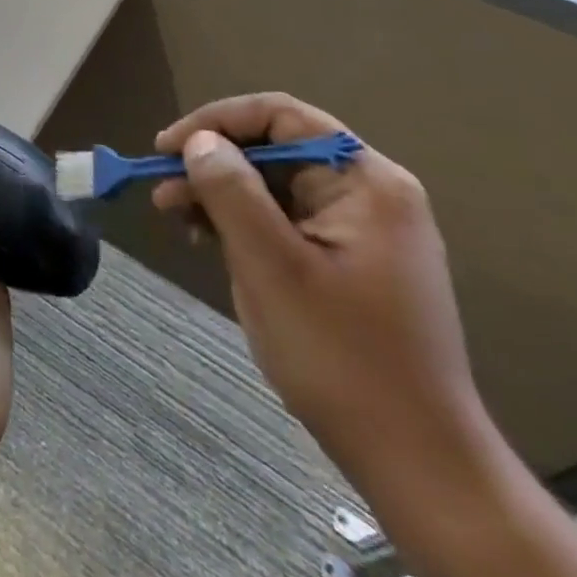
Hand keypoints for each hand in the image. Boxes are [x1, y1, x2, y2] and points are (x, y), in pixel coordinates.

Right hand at [152, 93, 487, 492]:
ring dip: (221, 194)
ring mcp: (362, 230)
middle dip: (213, 163)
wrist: (415, 460)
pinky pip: (285, 220)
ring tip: (177, 219)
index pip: (281, 116)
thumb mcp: (272, 266)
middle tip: (162, 192)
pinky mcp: (349, 261)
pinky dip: (243, 224)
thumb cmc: (342, 356)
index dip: (216, 122)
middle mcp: (369, 194)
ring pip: (275, 186)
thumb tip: (200, 142)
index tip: (166, 149)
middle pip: (276, 150)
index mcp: (366, 183)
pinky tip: (210, 242)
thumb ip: (231, 192)